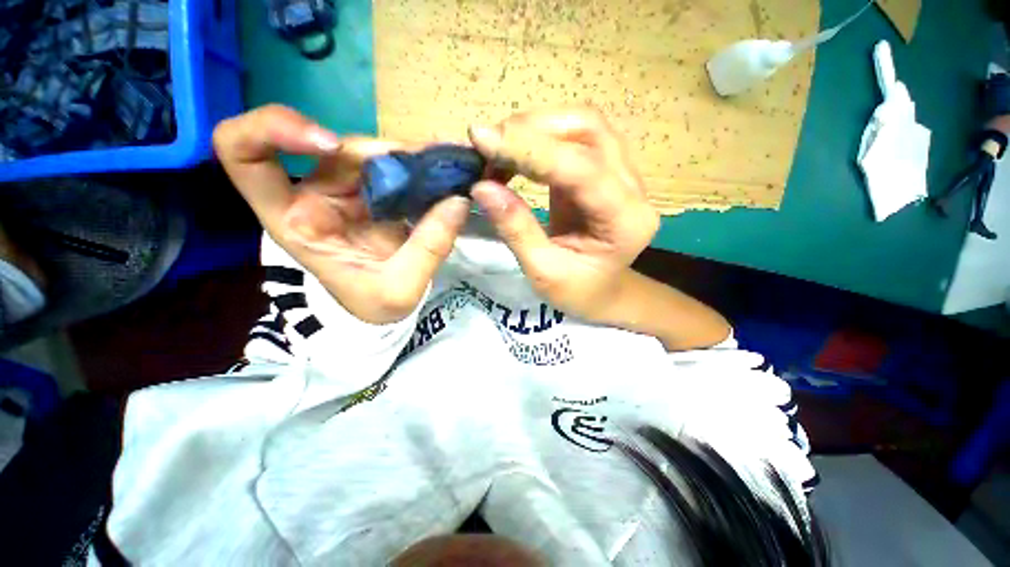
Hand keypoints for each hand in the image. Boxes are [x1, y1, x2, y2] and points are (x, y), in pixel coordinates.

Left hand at [213, 105, 469, 324]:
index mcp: (296, 221)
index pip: (243, 154)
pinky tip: (439, 174)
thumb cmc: (374, 308)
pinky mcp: (368, 194)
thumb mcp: (403, 287)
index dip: (272, 129)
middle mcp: (312, 197)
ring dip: (409, 160)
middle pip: (336, 150)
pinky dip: (416, 167)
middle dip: (387, 155)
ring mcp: (341, 192)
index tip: (329, 142)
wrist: (379, 311)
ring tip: (445, 172)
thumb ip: (430, 247)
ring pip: (369, 154)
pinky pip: (390, 167)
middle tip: (435, 169)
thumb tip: (458, 200)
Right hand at [468, 107, 659, 322]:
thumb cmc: (577, 292)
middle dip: (532, 129)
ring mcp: (622, 174)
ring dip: (535, 128)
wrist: (602, 291)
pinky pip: (574, 138)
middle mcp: (632, 188)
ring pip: (582, 126)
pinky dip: (539, 138)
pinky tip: (514, 154)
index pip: (581, 168)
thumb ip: (516, 229)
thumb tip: (481, 187)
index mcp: (625, 220)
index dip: (530, 149)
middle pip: (588, 130)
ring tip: (497, 149)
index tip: (482, 139)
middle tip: (488, 145)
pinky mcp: (604, 170)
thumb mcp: (543, 272)